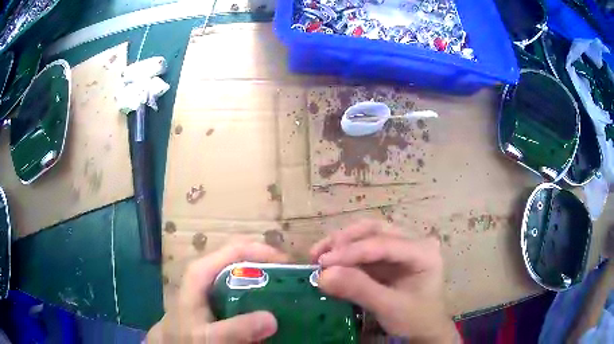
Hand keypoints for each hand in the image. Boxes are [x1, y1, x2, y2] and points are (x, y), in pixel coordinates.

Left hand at [147, 242, 288, 342]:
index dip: (265, 252)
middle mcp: (210, 271)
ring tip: (290, 289)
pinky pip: (245, 287)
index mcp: (203, 271)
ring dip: (269, 278)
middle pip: (244, 257)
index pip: (237, 249)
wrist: (175, 343)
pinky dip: (261, 291)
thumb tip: (272, 318)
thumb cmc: (186, 337)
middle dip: (271, 265)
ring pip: (246, 271)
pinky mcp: (220, 296)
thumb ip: (235, 328)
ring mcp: (215, 283)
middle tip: (295, 280)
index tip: (290, 266)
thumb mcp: (209, 337)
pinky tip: (273, 303)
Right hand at [310, 220, 457, 342]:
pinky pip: (365, 248)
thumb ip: (359, 290)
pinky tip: (329, 261)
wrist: (425, 330)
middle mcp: (413, 242)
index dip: (351, 251)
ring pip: (368, 235)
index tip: (322, 262)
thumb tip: (323, 274)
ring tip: (317, 256)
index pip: (383, 244)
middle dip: (345, 240)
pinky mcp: (390, 258)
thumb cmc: (415, 319)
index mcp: (423, 251)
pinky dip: (345, 254)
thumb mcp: (389, 308)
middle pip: (375, 230)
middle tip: (318, 256)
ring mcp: (402, 248)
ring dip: (341, 243)